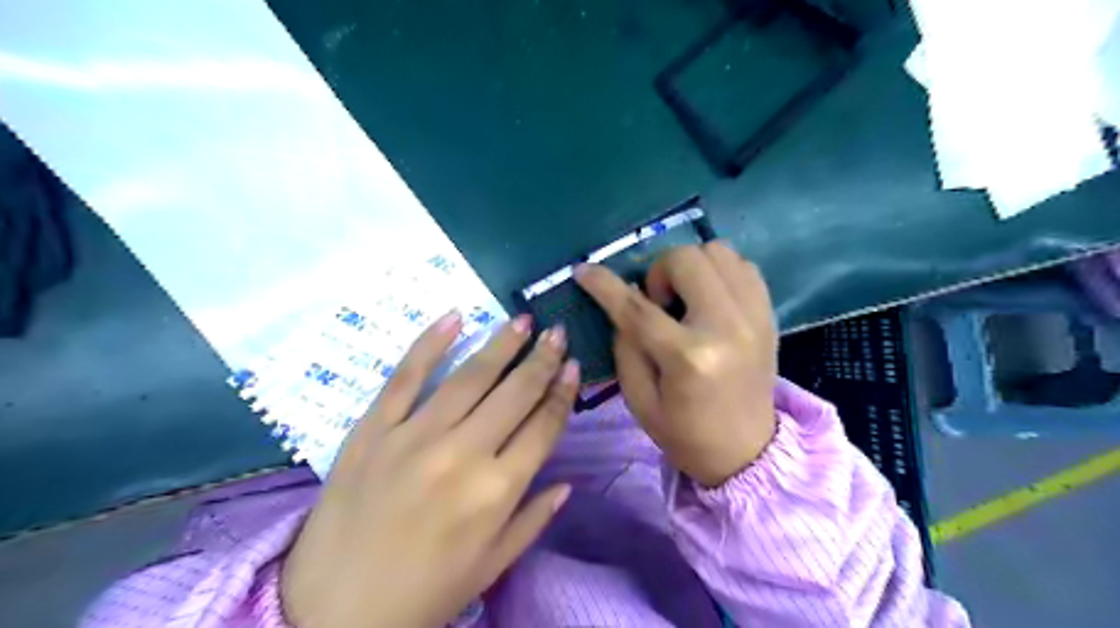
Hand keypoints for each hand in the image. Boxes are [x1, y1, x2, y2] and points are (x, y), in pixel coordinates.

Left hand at [280, 315, 581, 627]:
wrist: (331, 614)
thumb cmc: (422, 594)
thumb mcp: (491, 566)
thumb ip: (534, 519)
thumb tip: (568, 482)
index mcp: (497, 491)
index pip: (543, 427)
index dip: (562, 393)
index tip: (574, 366)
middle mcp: (462, 454)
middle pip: (514, 393)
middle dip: (542, 359)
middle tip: (556, 332)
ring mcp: (414, 436)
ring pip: (469, 377)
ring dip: (500, 344)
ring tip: (522, 321)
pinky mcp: (373, 429)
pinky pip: (405, 377)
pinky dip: (429, 343)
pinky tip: (454, 317)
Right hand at [577, 243, 781, 488]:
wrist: (746, 452)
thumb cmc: (684, 433)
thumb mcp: (639, 398)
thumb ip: (625, 344)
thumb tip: (623, 298)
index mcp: (688, 357)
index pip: (637, 307)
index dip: (604, 284)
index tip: (583, 270)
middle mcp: (726, 327)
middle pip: (686, 260)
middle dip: (659, 272)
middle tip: (657, 303)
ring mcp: (754, 316)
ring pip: (718, 251)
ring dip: (690, 267)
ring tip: (684, 299)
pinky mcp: (769, 314)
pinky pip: (742, 265)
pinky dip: (718, 272)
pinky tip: (708, 298)